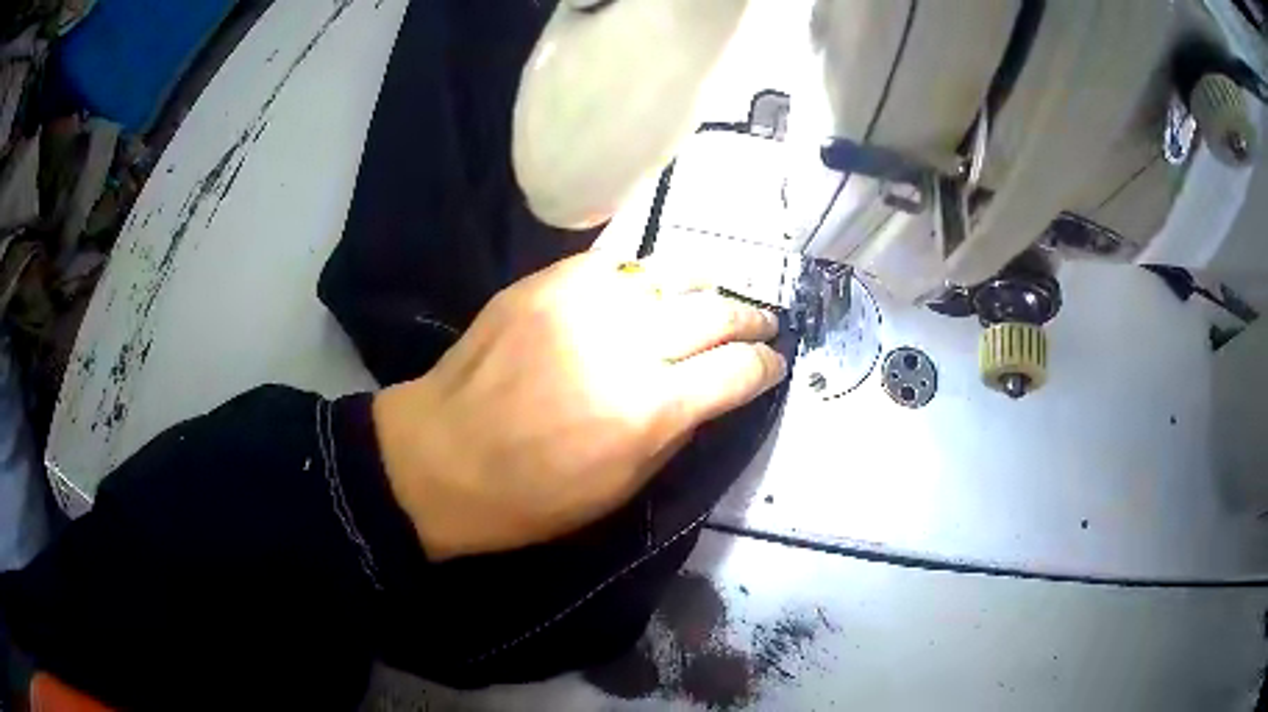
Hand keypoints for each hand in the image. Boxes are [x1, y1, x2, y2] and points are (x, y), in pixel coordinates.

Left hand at [373, 252, 786, 560]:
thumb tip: (711, 393)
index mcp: (650, 409)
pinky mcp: (546, 282)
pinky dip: (645, 276)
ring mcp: (584, 302)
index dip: (765, 366)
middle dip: (749, 320)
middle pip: (714, 314)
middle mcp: (626, 344)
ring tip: (720, 293)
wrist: (438, 458)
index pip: (736, 371)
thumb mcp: (621, 488)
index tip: (775, 364)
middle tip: (763, 323)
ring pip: (670, 274)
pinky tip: (652, 286)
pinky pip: (615, 264)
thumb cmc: (530, 497)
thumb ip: (677, 431)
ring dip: (706, 285)